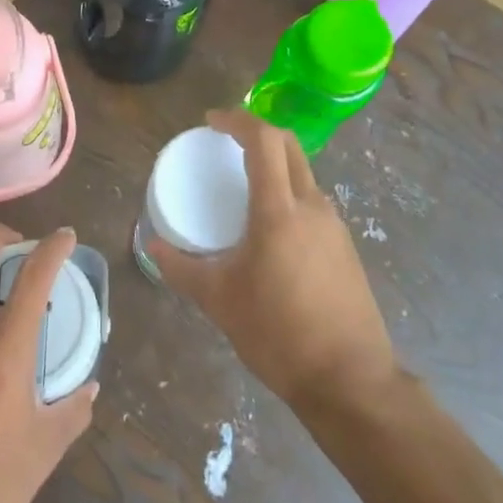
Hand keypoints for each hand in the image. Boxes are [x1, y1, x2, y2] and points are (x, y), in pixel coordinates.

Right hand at [147, 109, 399, 410]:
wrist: (350, 381)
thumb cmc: (278, 334)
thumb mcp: (219, 300)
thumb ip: (181, 267)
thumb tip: (152, 245)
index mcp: (279, 211)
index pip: (263, 141)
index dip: (237, 120)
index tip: (211, 122)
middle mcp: (312, 207)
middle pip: (289, 147)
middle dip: (257, 133)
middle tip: (224, 142)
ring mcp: (335, 227)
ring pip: (304, 175)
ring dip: (274, 166)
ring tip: (242, 187)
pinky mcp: (345, 248)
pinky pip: (312, 203)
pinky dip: (288, 195)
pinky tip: (269, 229)